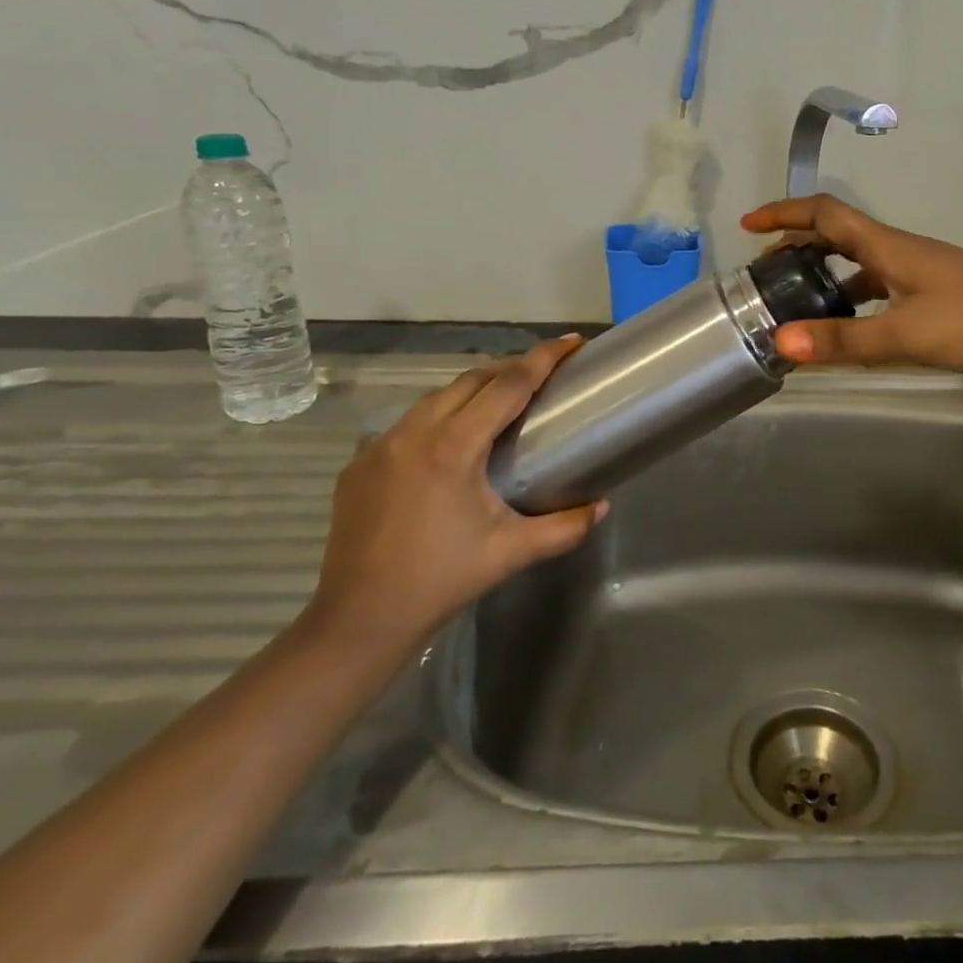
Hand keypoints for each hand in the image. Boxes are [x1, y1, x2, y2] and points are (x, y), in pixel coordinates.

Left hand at [304, 336, 605, 659]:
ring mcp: (380, 445)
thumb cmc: (441, 580)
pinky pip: (408, 423)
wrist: (359, 619)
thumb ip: (565, 527)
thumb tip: (603, 507)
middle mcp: (414, 432)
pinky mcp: (359, 464)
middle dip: (511, 369)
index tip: (571, 342)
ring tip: (501, 405)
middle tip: (544, 376)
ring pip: (437, 397)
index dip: (543, 358)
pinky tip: (451, 444)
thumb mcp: (511, 552)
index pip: (508, 385)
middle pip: (472, 379)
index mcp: (453, 446)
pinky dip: (439, 418)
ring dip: (474, 391)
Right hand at [741, 195, 962, 379]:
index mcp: (889, 247)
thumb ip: (842, 341)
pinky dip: (858, 300)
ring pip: (864, 265)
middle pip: (841, 235)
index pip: (826, 214)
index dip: (784, 213)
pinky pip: (884, 289)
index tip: (749, 224)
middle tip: (769, 270)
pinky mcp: (942, 298)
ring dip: (829, 275)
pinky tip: (856, 328)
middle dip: (800, 245)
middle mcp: (903, 252)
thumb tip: (779, 343)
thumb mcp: (902, 335)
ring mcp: (925, 274)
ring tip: (802, 301)